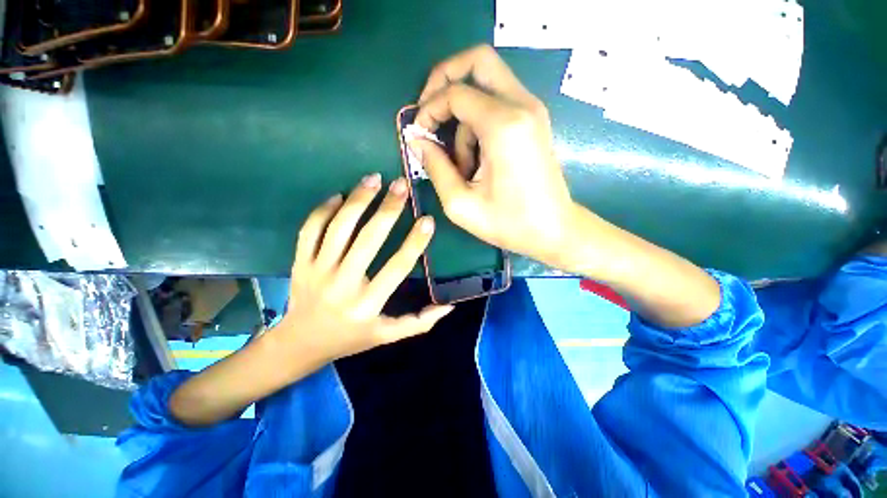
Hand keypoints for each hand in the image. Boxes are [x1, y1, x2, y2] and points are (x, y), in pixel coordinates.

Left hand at [272, 174, 453, 362]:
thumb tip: (449, 307)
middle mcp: (342, 284)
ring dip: (358, 199)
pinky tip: (341, 196)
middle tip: (402, 185)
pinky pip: (310, 229)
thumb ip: (418, 323)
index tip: (428, 220)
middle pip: (368, 239)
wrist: (300, 343)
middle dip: (388, 209)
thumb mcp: (386, 336)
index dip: (415, 242)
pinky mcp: (299, 262)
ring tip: (374, 179)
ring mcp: (316, 271)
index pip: (397, 267)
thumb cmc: (350, 338)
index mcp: (367, 305)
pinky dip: (324, 209)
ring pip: (338, 227)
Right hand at [410, 45, 575, 263]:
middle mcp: (522, 106)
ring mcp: (532, 111)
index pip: (455, 92)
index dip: (428, 108)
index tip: (418, 135)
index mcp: (503, 125)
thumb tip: (417, 140)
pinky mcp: (533, 121)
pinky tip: (479, 162)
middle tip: (430, 115)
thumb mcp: (460, 203)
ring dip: (464, 120)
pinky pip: (497, 104)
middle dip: (445, 81)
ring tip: (464, 166)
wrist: (554, 230)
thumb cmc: (508, 223)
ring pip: (485, 88)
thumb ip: (434, 167)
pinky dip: (479, 125)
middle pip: (478, 61)